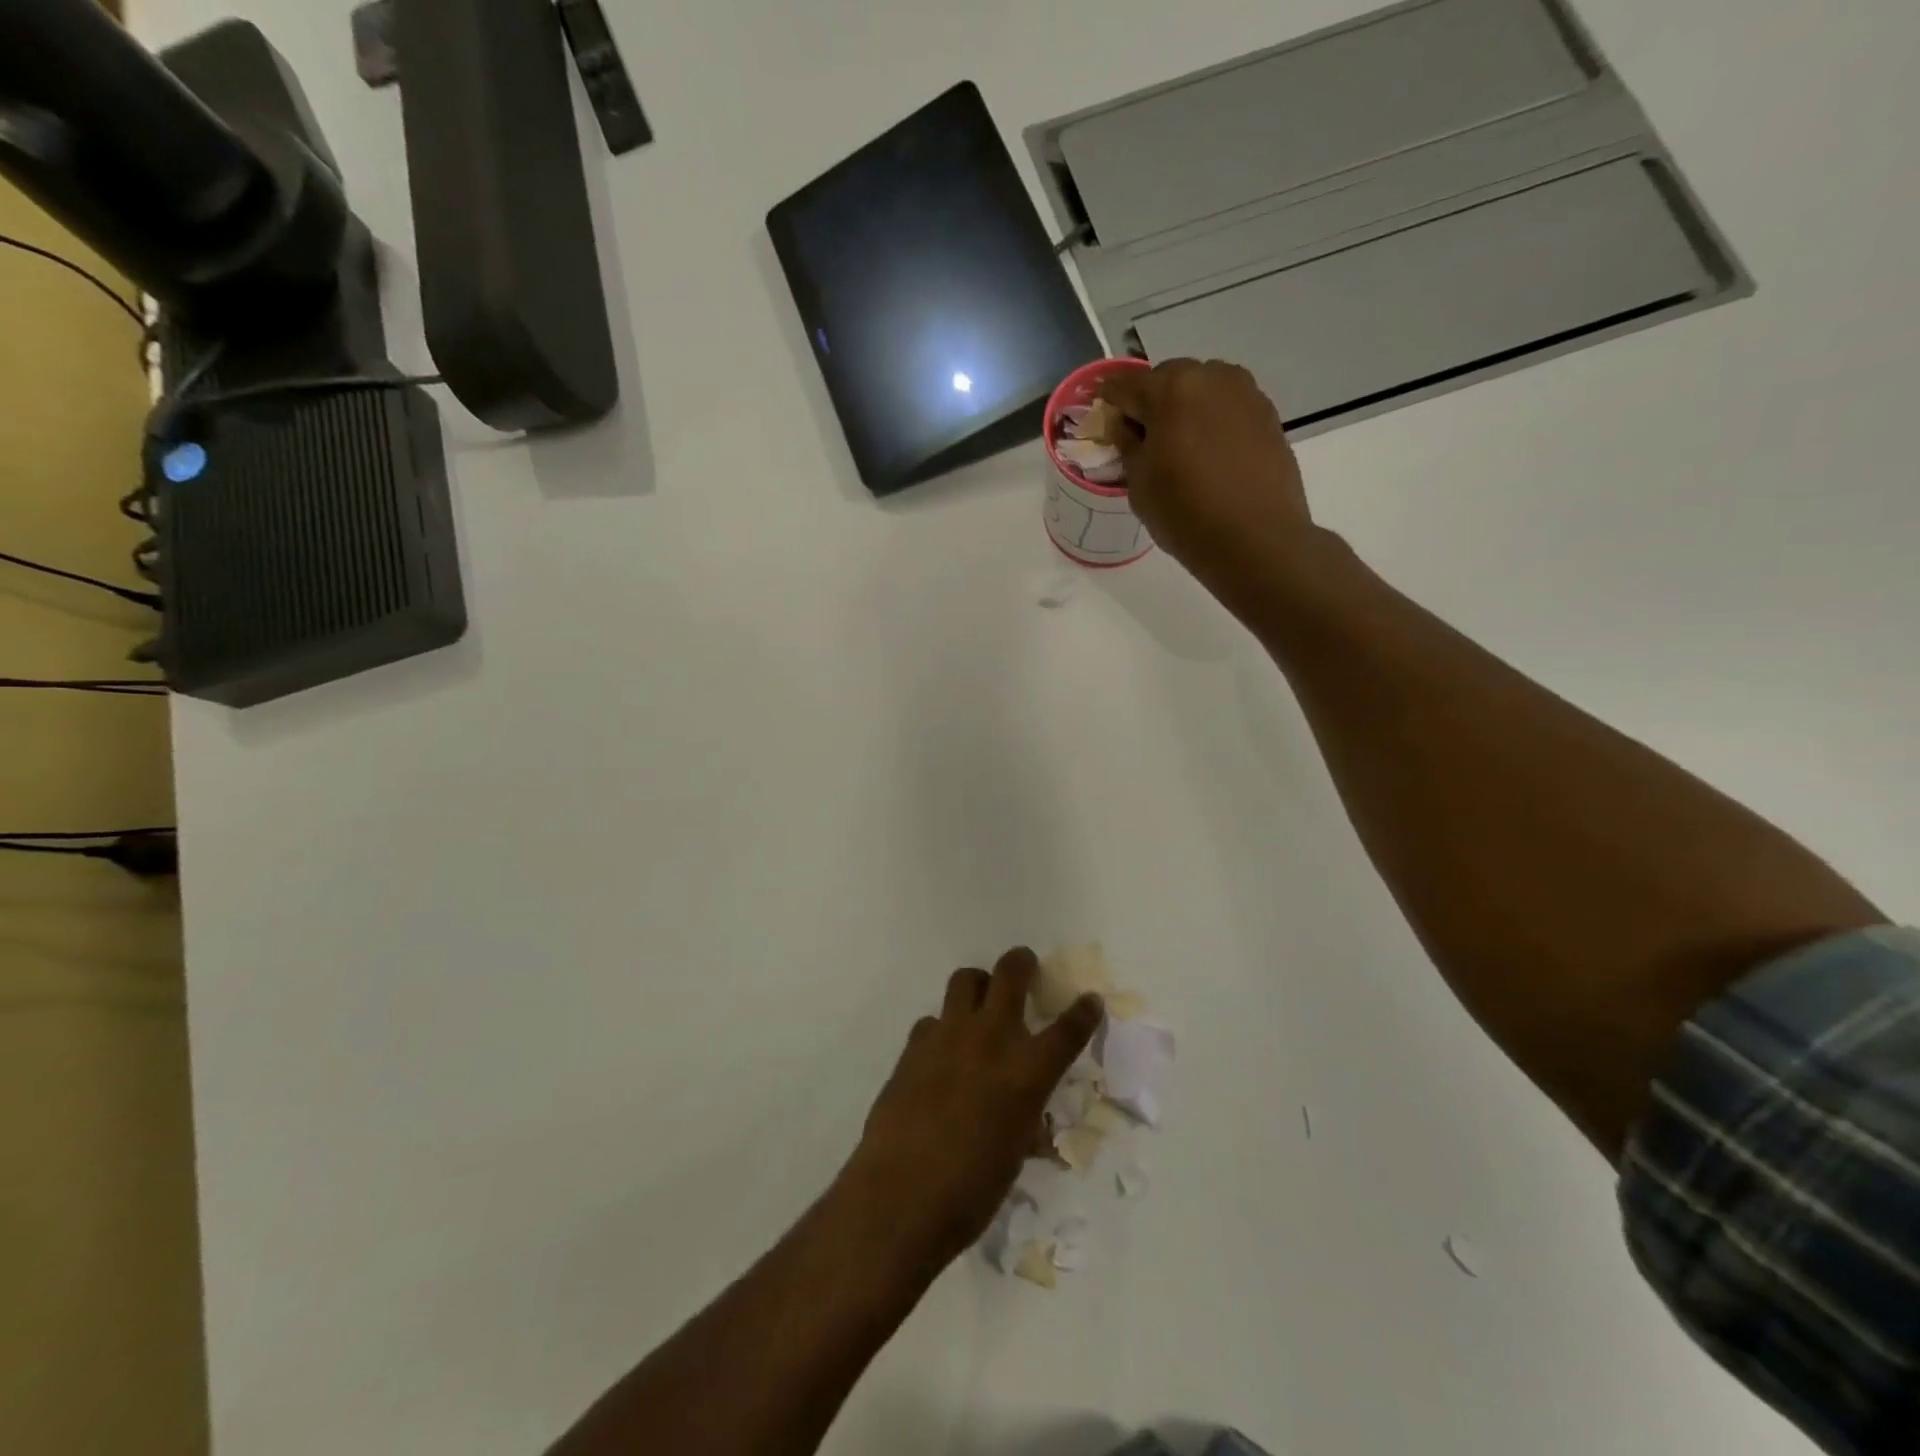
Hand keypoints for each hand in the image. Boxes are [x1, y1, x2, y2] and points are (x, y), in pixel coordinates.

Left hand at [841, 948, 1103, 1268]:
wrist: (900, 1195)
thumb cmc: (971, 1191)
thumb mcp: (1014, 1154)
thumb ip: (1023, 1120)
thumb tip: (1024, 1114)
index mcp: (1028, 1072)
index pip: (1068, 1029)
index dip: (1084, 1012)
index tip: (1090, 1001)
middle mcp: (991, 1039)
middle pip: (1011, 974)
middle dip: (1022, 963)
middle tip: (1025, 967)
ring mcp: (948, 1035)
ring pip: (966, 979)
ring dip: (979, 985)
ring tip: (980, 1003)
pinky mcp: (914, 1045)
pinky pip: (933, 1019)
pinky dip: (943, 1028)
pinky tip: (940, 1054)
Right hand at [1100, 359, 1312, 589]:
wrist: (1256, 540)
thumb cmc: (1185, 514)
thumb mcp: (1139, 483)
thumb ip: (1128, 445)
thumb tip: (1125, 426)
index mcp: (1170, 389)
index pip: (1125, 385)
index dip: (1110, 403)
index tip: (1105, 423)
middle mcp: (1210, 377)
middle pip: (1168, 379)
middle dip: (1151, 403)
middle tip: (1144, 439)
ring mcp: (1245, 392)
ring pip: (1202, 389)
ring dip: (1185, 409)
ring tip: (1180, 447)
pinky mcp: (1268, 414)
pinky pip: (1228, 407)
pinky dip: (1212, 422)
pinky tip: (1210, 455)